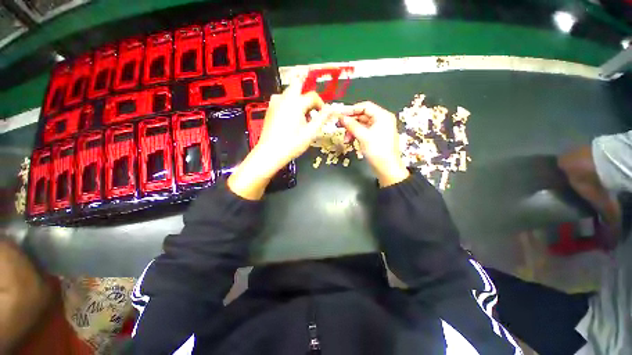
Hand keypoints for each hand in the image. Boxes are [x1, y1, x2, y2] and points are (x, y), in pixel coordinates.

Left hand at [228, 78, 333, 199]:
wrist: (270, 153)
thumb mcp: (311, 132)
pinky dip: (290, 105)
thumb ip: (322, 118)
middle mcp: (284, 98)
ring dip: (298, 100)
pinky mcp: (270, 109)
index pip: (313, 96)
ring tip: (303, 117)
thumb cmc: (292, 144)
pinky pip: (282, 100)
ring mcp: (275, 103)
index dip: (321, 104)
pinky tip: (292, 119)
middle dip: (307, 95)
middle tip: (312, 110)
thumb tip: (332, 108)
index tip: (323, 115)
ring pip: (289, 93)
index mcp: (296, 103)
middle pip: (297, 84)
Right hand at [340, 102, 409, 186]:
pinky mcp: (374, 137)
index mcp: (383, 116)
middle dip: (350, 121)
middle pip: (362, 115)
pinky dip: (355, 135)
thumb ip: (351, 125)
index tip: (340, 114)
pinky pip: (363, 132)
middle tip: (338, 124)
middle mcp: (381, 120)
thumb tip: (341, 118)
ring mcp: (378, 129)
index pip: (365, 107)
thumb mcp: (363, 136)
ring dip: (351, 129)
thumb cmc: (378, 151)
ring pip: (361, 125)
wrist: (387, 168)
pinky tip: (349, 140)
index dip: (351, 109)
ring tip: (345, 137)